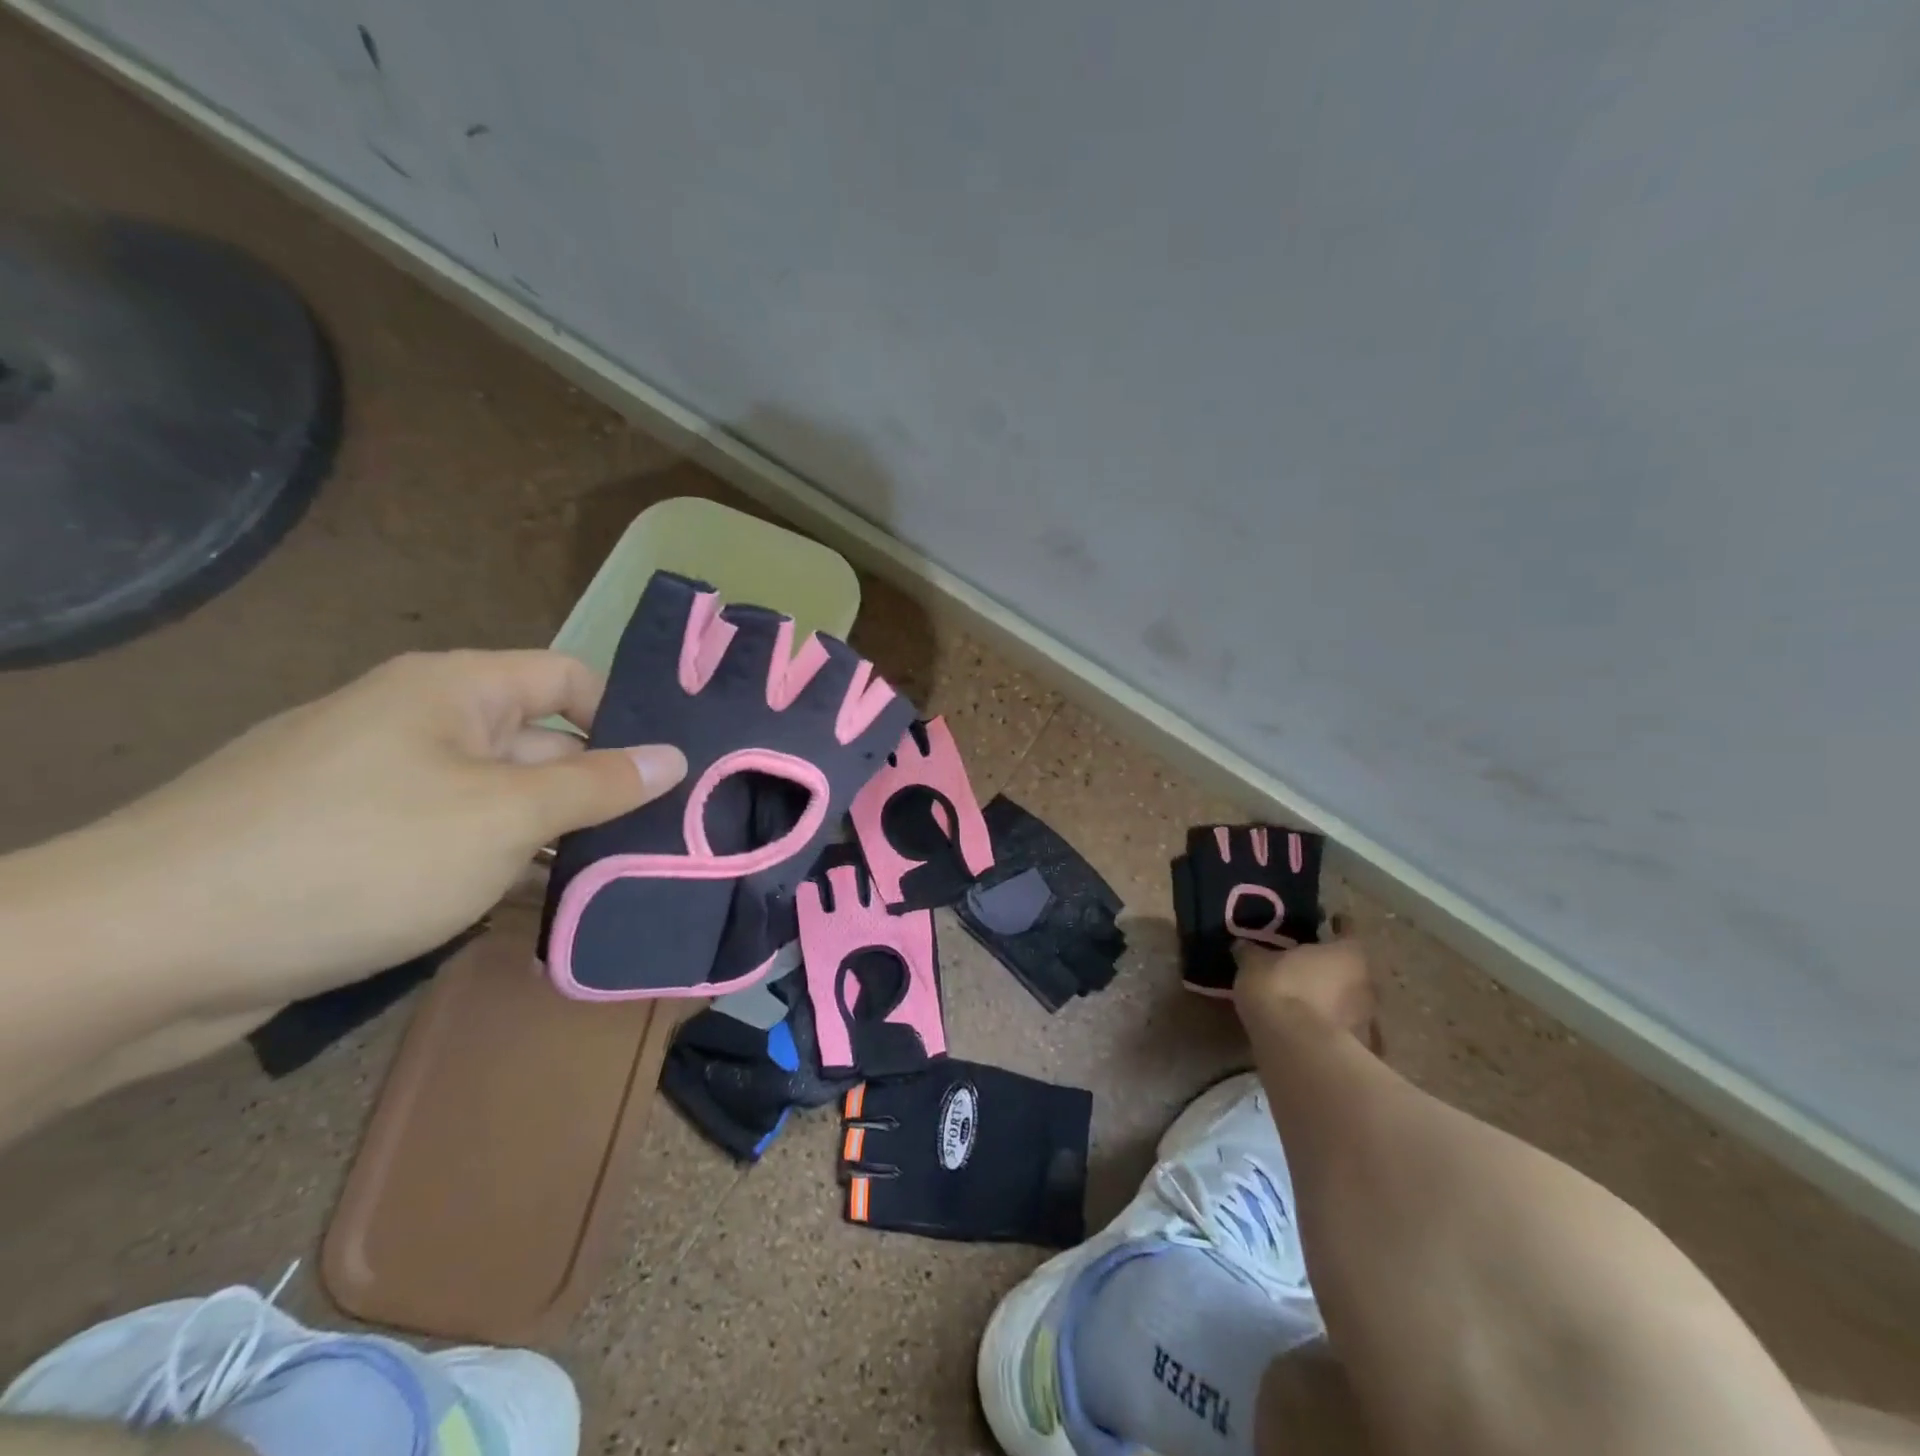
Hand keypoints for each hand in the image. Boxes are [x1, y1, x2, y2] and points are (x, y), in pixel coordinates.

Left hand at [92, 650, 685, 1012]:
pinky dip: (503, 868)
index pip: (571, 680)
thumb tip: (674, 756)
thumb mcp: (502, 816)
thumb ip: (598, 786)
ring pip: (504, 802)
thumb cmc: (358, 855)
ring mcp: (391, 787)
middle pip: (542, 746)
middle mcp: (426, 724)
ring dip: (557, 840)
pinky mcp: (362, 845)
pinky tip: (544, 909)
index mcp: (457, 690)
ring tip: (624, 882)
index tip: (675, 774)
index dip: (626, 718)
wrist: (144, 950)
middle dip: (602, 793)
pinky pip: (458, 842)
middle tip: (668, 842)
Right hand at [1232, 937, 1379, 1049]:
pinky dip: (1330, 1025)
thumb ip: (1253, 951)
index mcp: (1347, 954)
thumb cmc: (1280, 988)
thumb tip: (1244, 945)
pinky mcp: (1357, 1050)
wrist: (1295, 1048)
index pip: (1348, 932)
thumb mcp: (1254, 962)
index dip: (1337, 926)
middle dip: (1334, 967)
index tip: (1327, 921)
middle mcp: (1365, 983)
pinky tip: (1309, 1025)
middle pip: (1352, 968)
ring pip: (1350, 1000)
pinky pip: (1343, 1028)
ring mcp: (1365, 1019)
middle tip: (1310, 963)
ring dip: (1334, 998)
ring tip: (1308, 996)